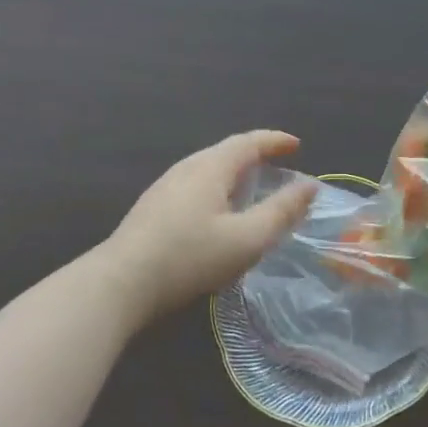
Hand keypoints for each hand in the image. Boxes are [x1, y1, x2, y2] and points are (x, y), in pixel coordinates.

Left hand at [100, 130, 315, 327]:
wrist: (118, 285)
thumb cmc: (189, 258)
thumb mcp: (247, 239)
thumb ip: (281, 211)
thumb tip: (309, 186)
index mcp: (211, 167)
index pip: (249, 142)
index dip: (275, 141)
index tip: (297, 146)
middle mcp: (186, 168)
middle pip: (227, 151)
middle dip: (256, 155)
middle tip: (279, 167)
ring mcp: (164, 187)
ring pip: (208, 169)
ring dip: (235, 173)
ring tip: (252, 189)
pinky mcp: (152, 209)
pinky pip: (195, 186)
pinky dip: (218, 189)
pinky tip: (217, 214)